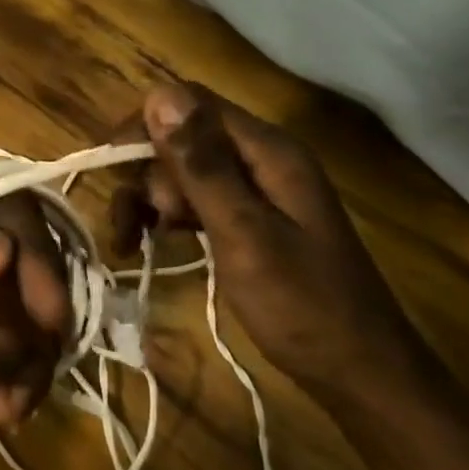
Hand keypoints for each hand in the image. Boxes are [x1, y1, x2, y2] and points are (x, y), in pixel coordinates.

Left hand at [0, 177, 71, 469]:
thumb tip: (0, 251)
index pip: (9, 197)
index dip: (18, 233)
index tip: (0, 270)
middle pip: (21, 266)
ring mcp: (6, 303)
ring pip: (23, 322)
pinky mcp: (15, 356)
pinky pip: (43, 363)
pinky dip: (21, 388)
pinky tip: (0, 408)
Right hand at [118, 81, 419, 395]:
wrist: (360, 375)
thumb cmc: (303, 306)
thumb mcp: (244, 234)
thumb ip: (202, 165)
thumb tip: (160, 94)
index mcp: (267, 150)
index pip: (190, 103)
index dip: (144, 125)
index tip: (108, 166)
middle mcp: (260, 159)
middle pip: (182, 138)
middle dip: (147, 173)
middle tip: (136, 225)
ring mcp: (255, 190)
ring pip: (182, 171)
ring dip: (150, 199)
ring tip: (130, 241)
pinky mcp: (248, 219)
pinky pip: (194, 200)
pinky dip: (167, 217)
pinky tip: (148, 243)